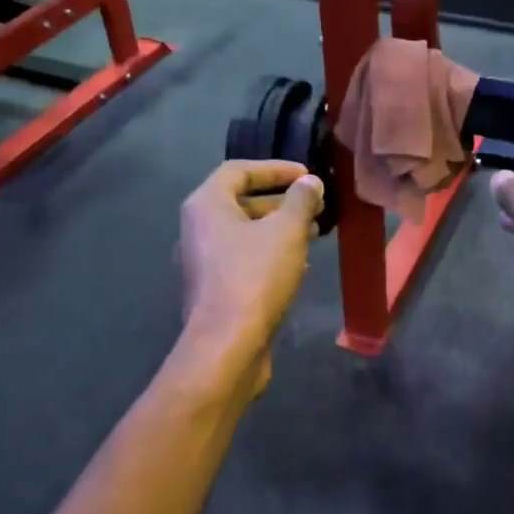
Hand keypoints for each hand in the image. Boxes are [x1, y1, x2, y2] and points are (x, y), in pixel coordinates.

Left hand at [178, 160, 324, 384]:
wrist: (227, 345)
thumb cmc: (254, 277)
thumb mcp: (286, 232)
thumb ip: (301, 201)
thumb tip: (310, 183)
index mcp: (206, 205)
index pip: (238, 171)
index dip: (275, 169)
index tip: (307, 175)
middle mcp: (197, 229)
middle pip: (241, 202)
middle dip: (281, 202)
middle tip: (315, 206)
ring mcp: (204, 262)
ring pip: (245, 234)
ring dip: (279, 229)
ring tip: (314, 233)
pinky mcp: (215, 290)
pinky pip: (245, 260)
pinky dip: (271, 255)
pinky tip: (300, 265)